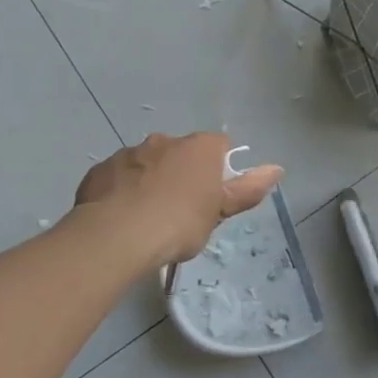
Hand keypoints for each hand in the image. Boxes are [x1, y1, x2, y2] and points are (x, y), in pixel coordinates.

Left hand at [74, 133, 282, 268]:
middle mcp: (164, 140)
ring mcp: (129, 153)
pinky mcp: (100, 171)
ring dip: (150, 182)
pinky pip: (117, 178)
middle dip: (181, 175)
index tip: (213, 198)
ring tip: (146, 219)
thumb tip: (277, 168)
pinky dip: (122, 192)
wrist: (116, 237)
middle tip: (180, 212)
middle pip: (181, 154)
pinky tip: (120, 218)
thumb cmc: (178, 223)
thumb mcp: (219, 212)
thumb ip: (247, 189)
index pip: (219, 147)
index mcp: (199, 147)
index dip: (219, 170)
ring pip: (146, 164)